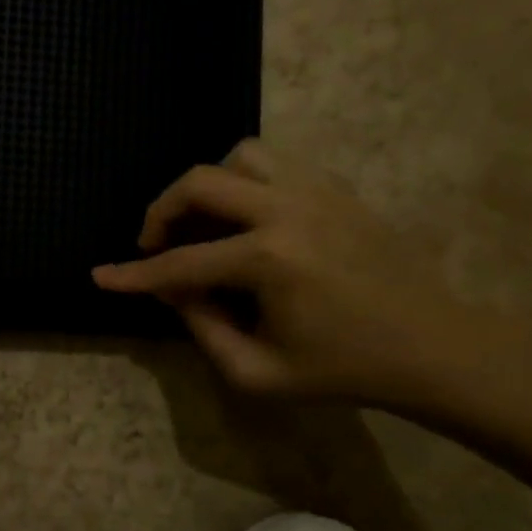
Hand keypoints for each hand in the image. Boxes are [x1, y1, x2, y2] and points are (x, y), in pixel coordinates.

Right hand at [93, 140, 473, 405]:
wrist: (431, 347)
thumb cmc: (343, 369)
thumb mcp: (258, 373)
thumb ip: (203, 330)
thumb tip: (175, 291)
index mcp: (268, 260)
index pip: (180, 264)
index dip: (134, 275)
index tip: (100, 276)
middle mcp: (287, 210)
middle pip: (200, 182)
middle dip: (162, 212)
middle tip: (155, 244)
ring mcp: (317, 191)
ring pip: (240, 157)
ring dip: (209, 187)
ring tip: (207, 225)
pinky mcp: (337, 189)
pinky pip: (276, 165)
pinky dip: (247, 184)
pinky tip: (249, 222)